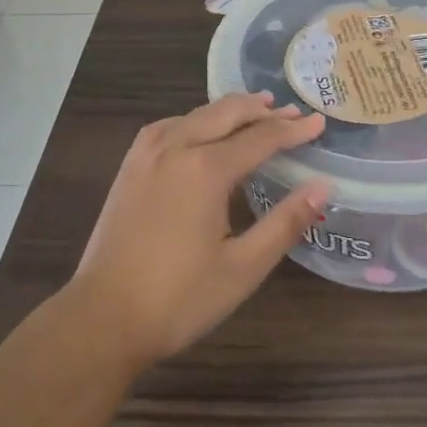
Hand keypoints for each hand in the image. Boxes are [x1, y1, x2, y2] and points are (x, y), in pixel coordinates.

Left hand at [68, 93, 328, 369]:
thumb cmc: (179, 299)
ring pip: (196, 114)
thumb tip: (323, 187)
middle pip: (226, 113)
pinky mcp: (130, 165)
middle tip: (291, 111)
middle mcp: (176, 147)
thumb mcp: (243, 268)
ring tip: (255, 110)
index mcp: (206, 169)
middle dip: (262, 110)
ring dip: (229, 110)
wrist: (103, 317)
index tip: (318, 123)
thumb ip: (285, 222)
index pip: (260, 138)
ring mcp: (148, 153)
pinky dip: (196, 118)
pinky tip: (200, 128)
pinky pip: (170, 125)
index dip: (292, 130)